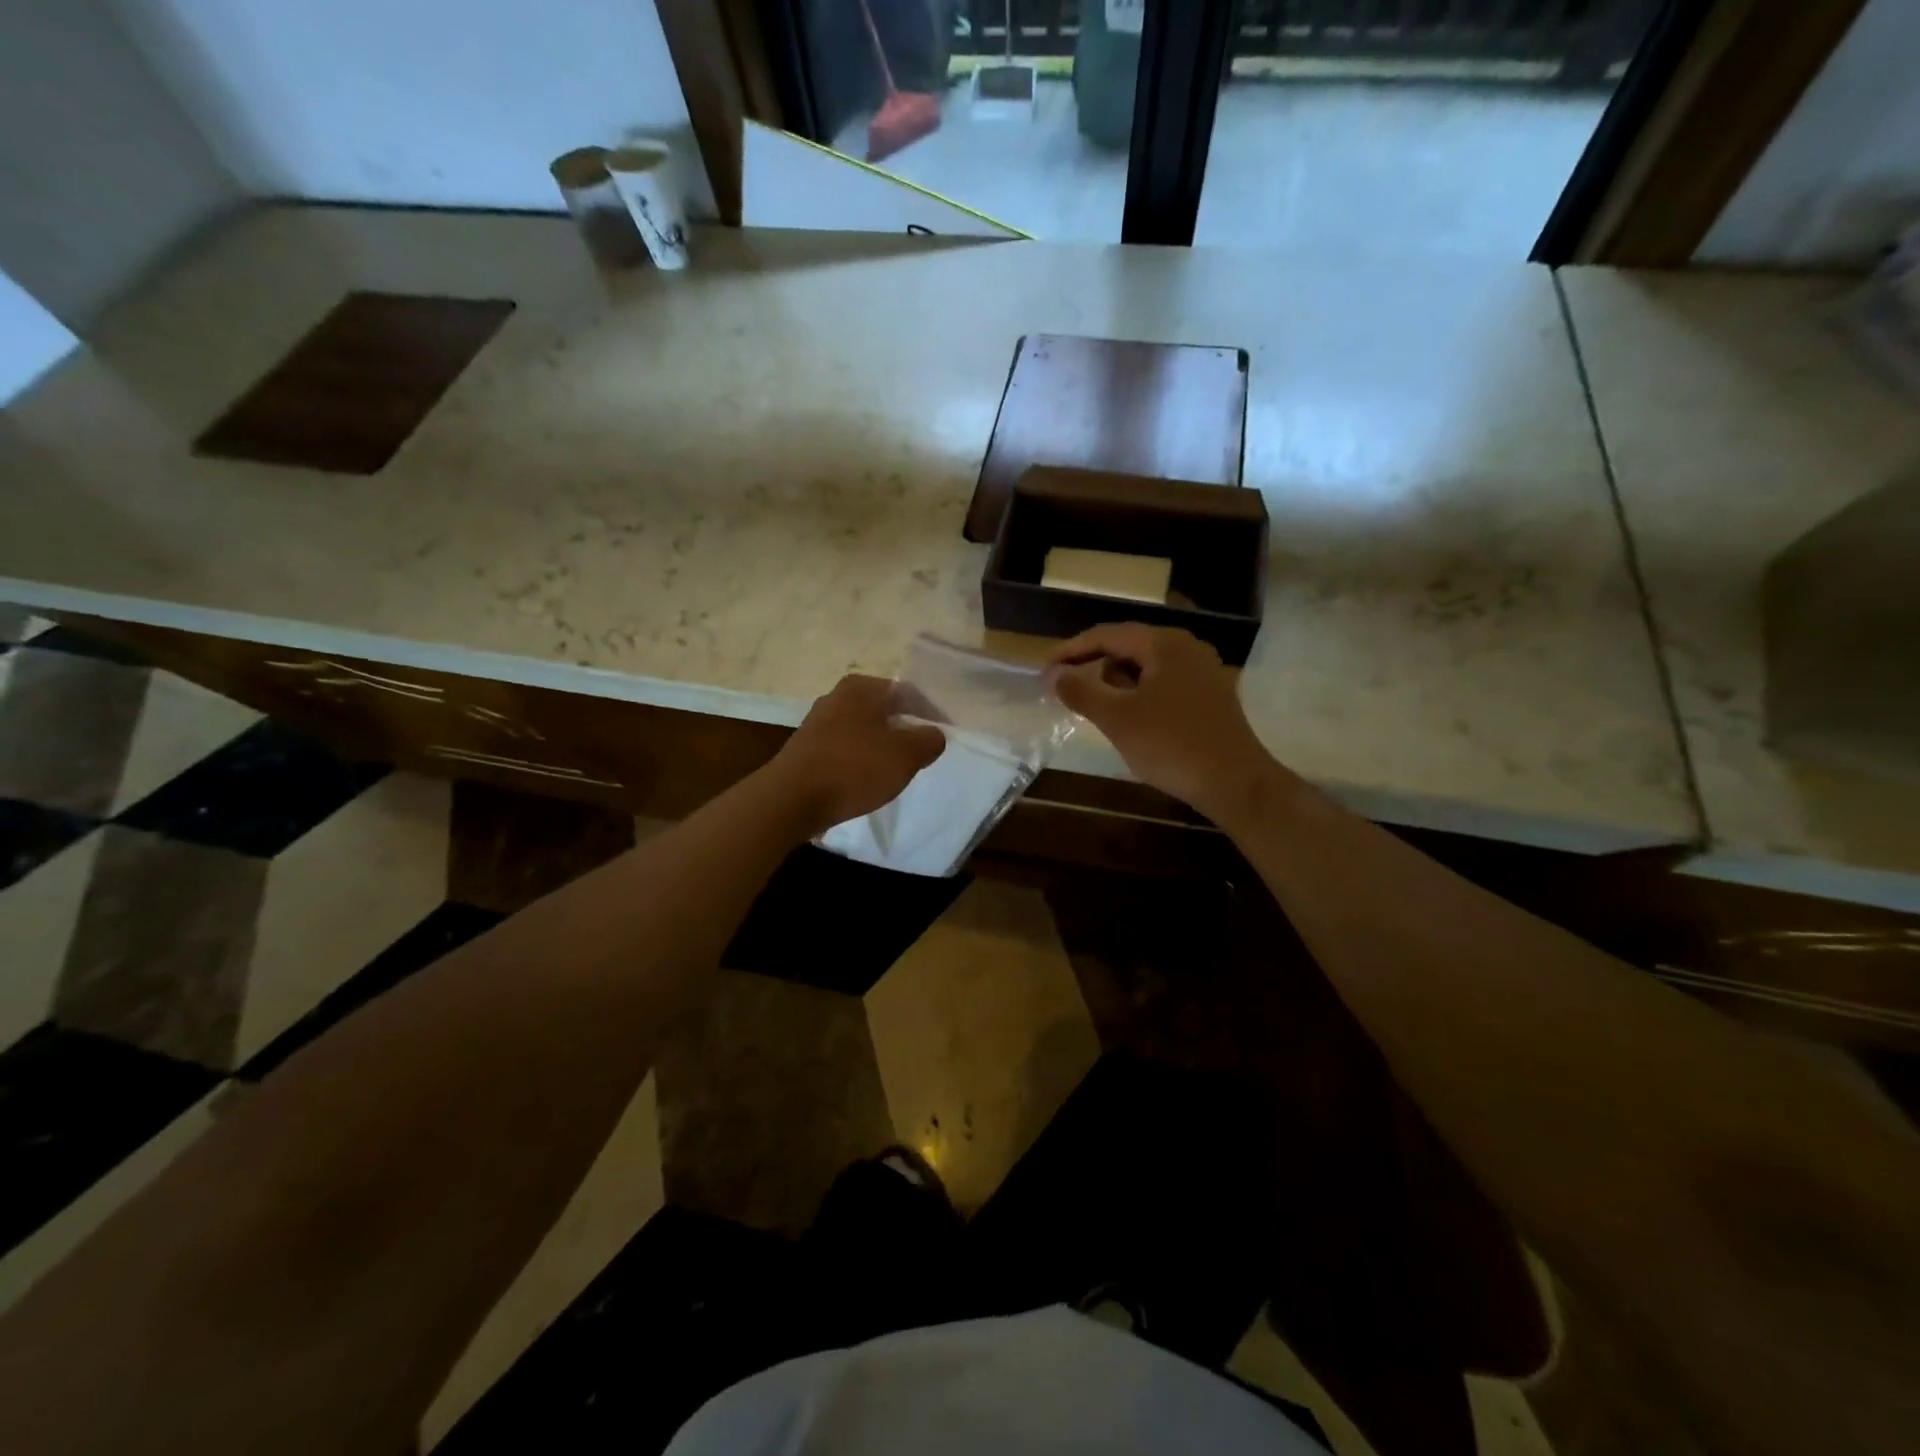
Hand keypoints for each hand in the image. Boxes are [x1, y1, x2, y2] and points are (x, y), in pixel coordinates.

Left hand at [769, 674, 946, 836]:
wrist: (791, 799)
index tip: (942, 735)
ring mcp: (818, 721)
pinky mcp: (807, 748)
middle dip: (905, 729)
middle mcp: (837, 696)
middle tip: (923, 753)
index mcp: (862, 687)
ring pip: (864, 729)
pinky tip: (867, 778)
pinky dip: (860, 759)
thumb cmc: (854, 768)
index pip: (908, 692)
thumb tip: (933, 735)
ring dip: (882, 745)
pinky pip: (845, 748)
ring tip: (898, 768)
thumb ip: (929, 740)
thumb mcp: (906, 755)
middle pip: (884, 710)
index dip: (929, 713)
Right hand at [1047, 624, 1277, 819]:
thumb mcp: (1117, 719)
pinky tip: (1131, 719)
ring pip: (1147, 666)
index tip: (1044, 668)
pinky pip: (1164, 682)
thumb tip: (1052, 674)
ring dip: (1118, 682)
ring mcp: (1203, 670)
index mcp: (1164, 644)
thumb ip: (1081, 692)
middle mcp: (1186, 647)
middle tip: (1068, 688)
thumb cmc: (1171, 745)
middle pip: (1128, 646)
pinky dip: (1140, 694)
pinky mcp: (1210, 694)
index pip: (1107, 635)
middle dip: (1095, 666)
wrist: (1235, 783)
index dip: (1072, 650)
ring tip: (1099, 709)